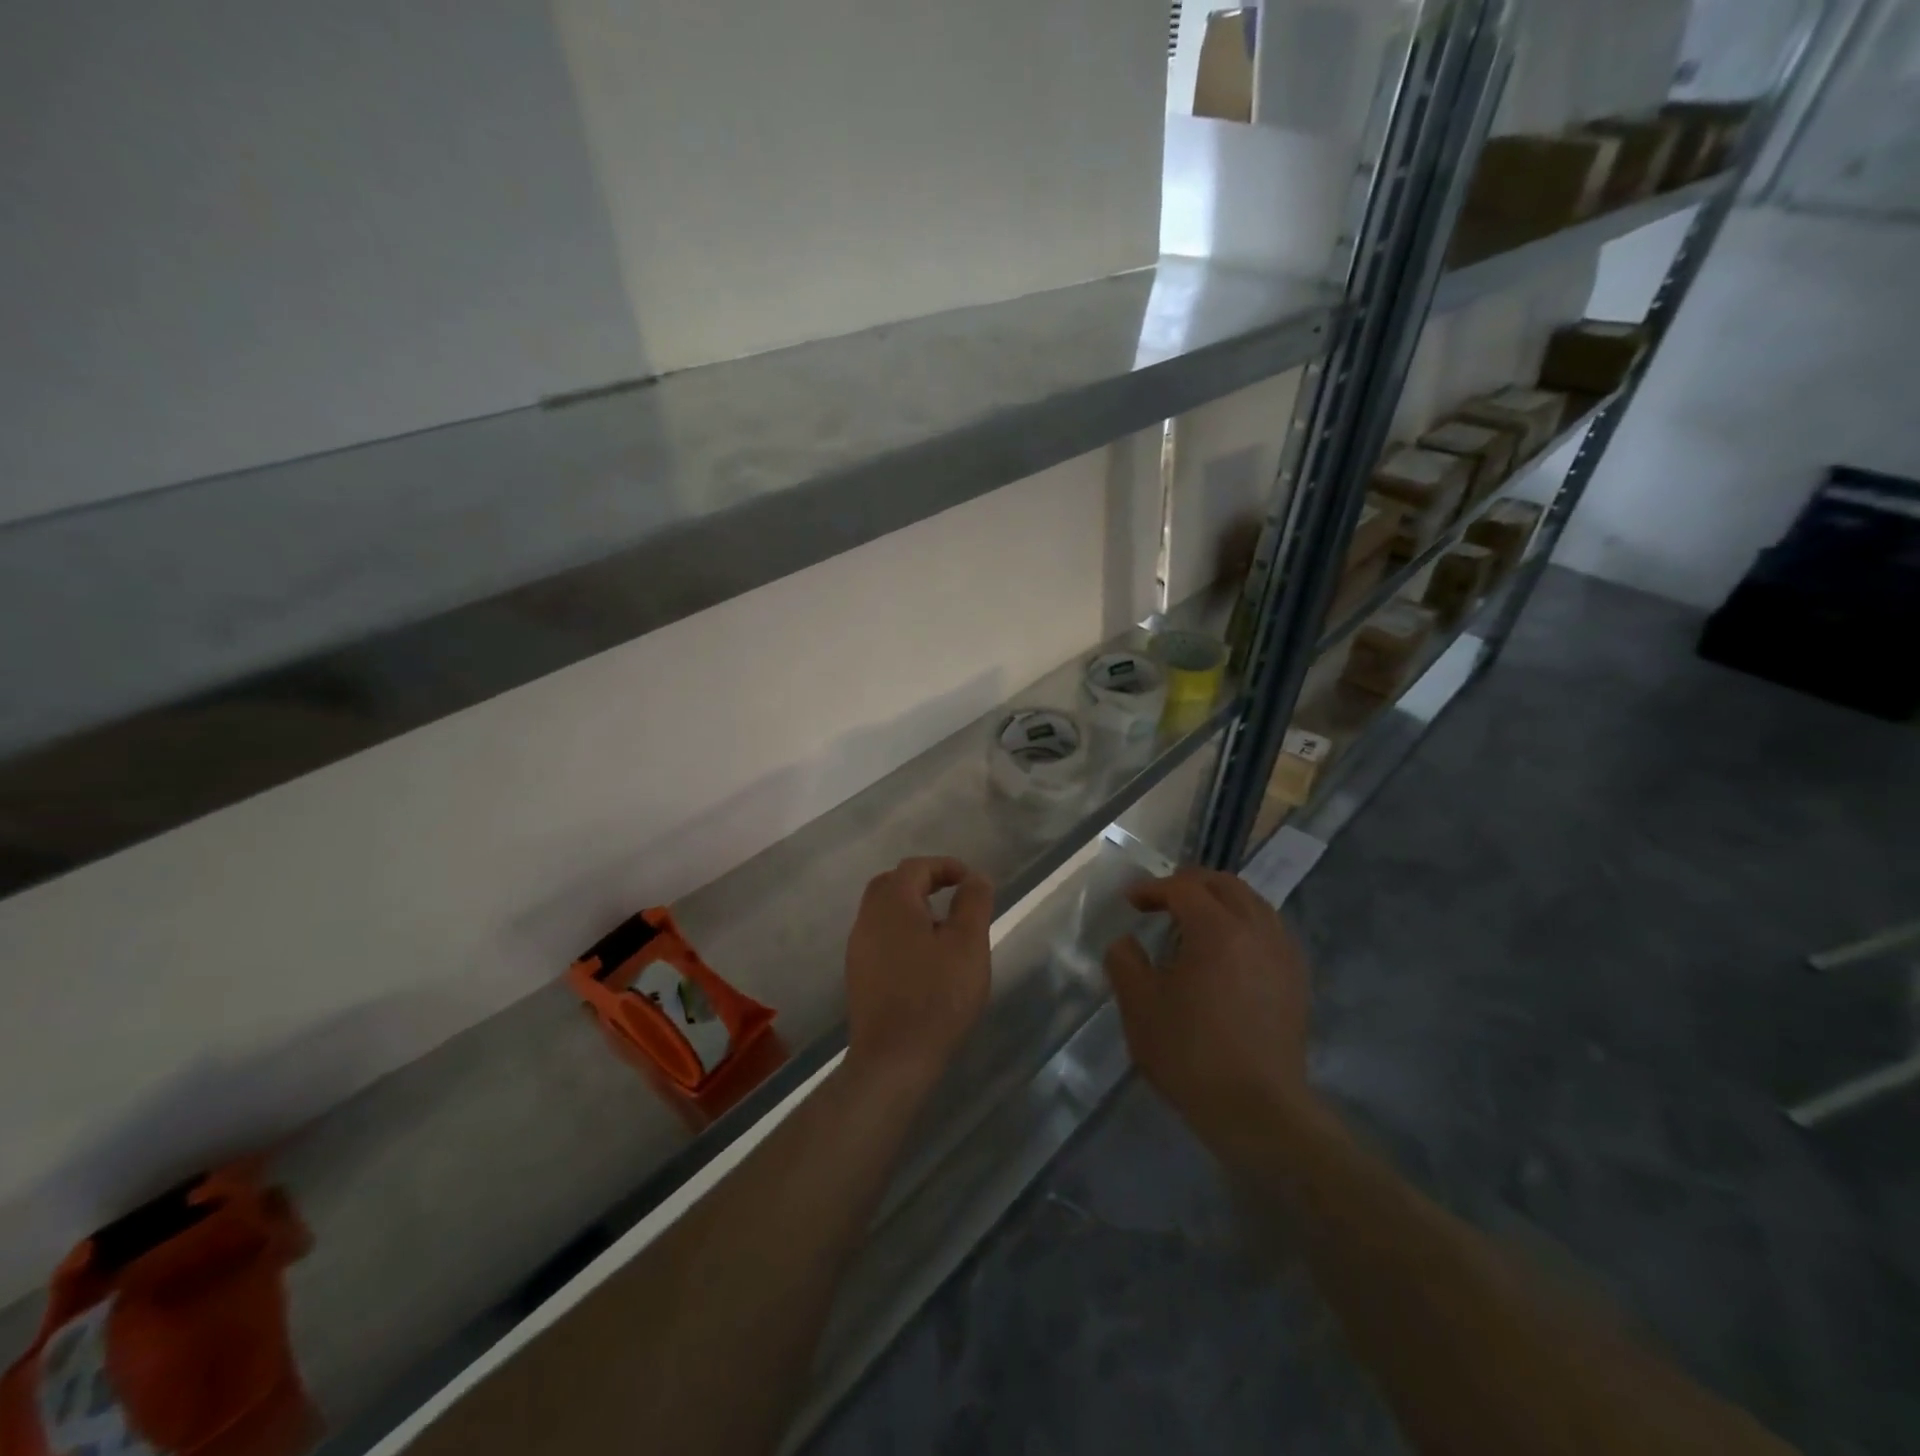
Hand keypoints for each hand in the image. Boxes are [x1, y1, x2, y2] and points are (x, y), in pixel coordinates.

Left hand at [844, 857, 992, 1095]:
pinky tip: (923, 957)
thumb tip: (975, 878)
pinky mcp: (857, 973)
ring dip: (911, 907)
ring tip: (943, 927)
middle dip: (923, 882)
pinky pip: (879, 936)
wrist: (893, 1058)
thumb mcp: (968, 945)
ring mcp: (858, 947)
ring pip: (882, 911)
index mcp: (893, 903)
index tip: (971, 881)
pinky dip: (901, 931)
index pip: (916, 867)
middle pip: (892, 883)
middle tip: (953, 895)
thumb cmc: (937, 996)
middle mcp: (868, 918)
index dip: (945, 866)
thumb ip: (973, 903)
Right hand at [1103, 869, 1313, 1146]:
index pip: (1183, 888)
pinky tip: (1228, 952)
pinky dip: (1245, 925)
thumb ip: (1124, 962)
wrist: (1258, 1111)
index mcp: (1217, 929)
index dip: (1153, 888)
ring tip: (1195, 922)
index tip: (1131, 901)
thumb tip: (1126, 942)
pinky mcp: (1297, 981)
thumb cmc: (1191, 1054)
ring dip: (1221, 901)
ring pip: (1253, 904)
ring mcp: (1283, 954)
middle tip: (1162, 899)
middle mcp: (1257, 930)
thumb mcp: (1139, 1006)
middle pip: (1225, 885)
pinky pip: (1270, 931)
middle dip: (1190, 884)